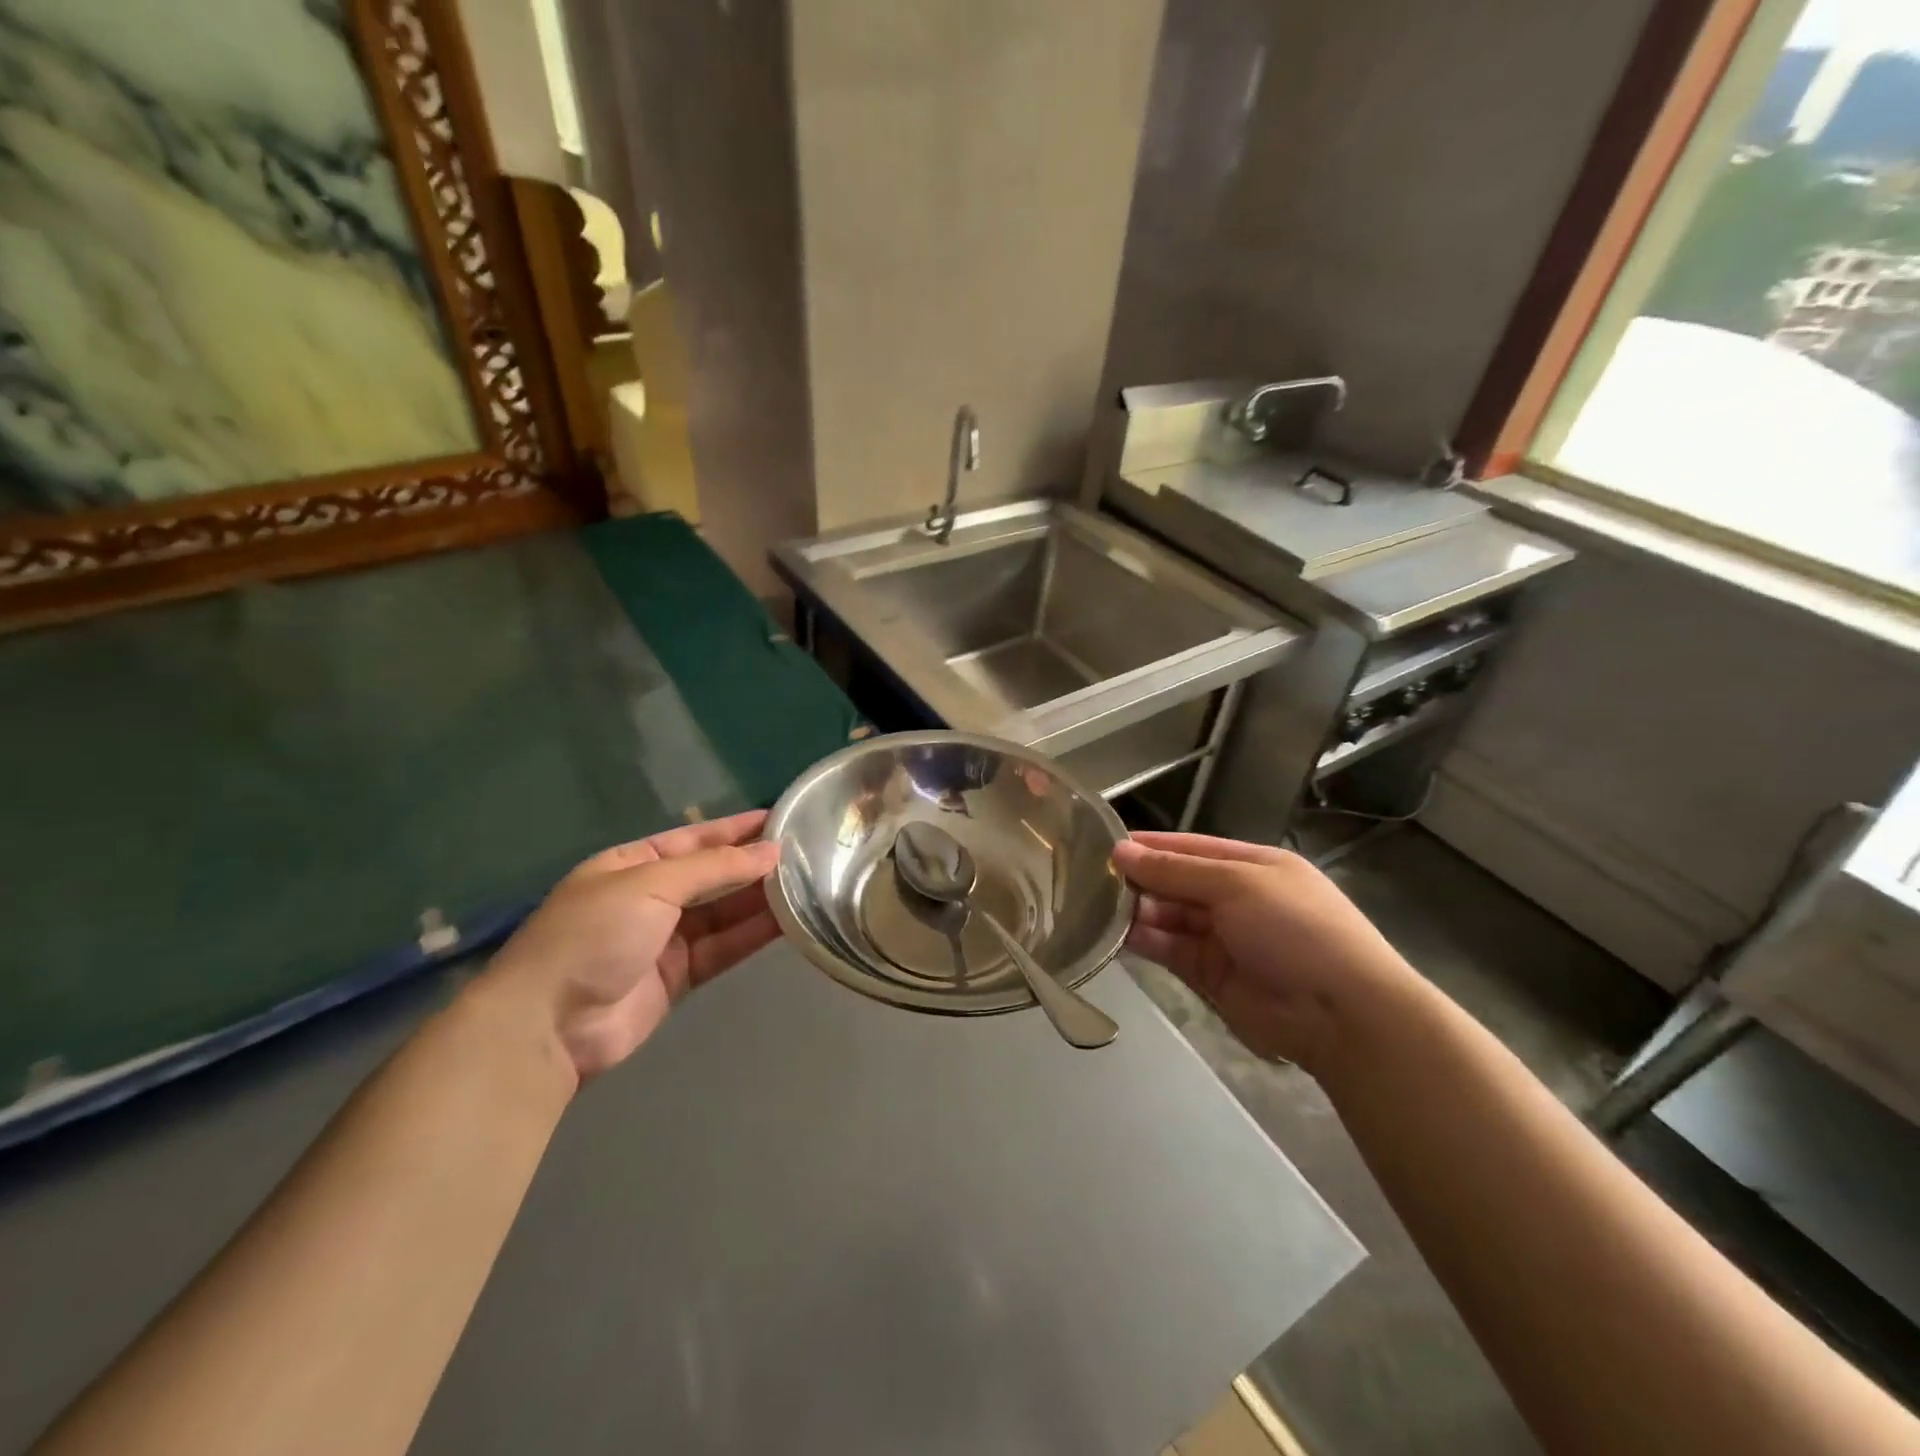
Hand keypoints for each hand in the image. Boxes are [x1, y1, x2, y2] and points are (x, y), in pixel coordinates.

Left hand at [479, 810, 782, 1081]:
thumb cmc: (594, 933)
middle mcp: (650, 897)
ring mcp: (664, 938)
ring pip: (722, 912)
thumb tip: (770, 852)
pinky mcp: (678, 976)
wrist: (548, 1023)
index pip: (694, 838)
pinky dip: (752, 935)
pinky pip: (723, 947)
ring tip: (806, 883)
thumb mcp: (652, 884)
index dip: (736, 829)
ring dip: (759, 899)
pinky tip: (787, 921)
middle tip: (805, 852)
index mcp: (632, 864)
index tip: (781, 818)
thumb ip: (714, 868)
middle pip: (712, 875)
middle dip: (753, 864)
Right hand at [1112, 831, 1418, 1071]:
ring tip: (1095, 905)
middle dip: (1139, 879)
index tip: (1105, 844)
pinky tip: (1116, 933)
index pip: (1190, 848)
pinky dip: (1145, 940)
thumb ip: (1175, 870)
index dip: (1150, 845)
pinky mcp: (1210, 975)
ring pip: (1168, 916)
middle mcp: (1235, 898)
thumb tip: (1121, 850)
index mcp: (1252, 865)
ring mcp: (1222, 938)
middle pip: (1176, 882)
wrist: (1342, 1014)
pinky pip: (1170, 949)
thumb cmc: (1295, 928)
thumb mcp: (1237, 884)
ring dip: (1137, 910)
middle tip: (1089, 878)